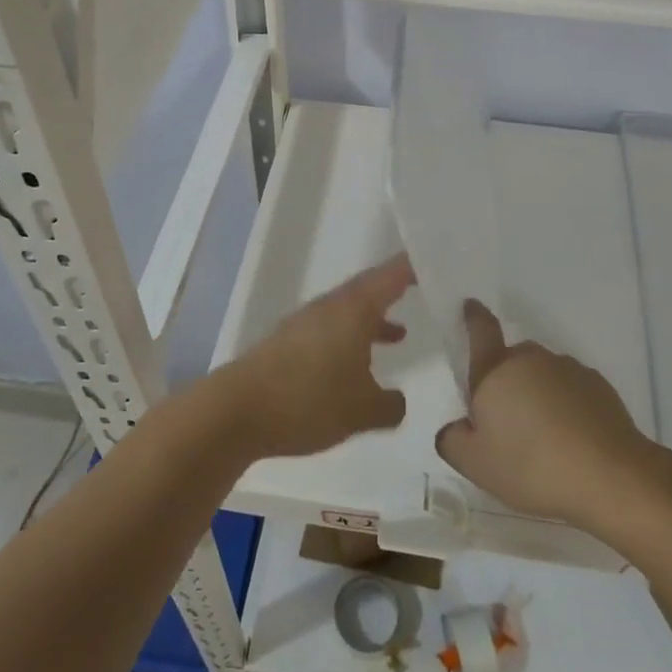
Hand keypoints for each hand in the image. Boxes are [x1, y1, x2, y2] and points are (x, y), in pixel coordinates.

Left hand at [223, 254, 412, 459]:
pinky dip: (351, 338)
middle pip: (368, 289)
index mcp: (354, 309)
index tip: (435, 260)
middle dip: (395, 290)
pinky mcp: (288, 343)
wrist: (236, 411)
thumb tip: (398, 400)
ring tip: (400, 333)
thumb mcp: (362, 411)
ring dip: (373, 319)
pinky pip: (331, 330)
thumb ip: (390, 405)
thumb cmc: (308, 400)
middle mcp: (330, 307)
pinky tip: (355, 366)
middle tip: (424, 290)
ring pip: (349, 312)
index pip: (391, 275)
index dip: (414, 267)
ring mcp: (306, 323)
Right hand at [436, 300, 651, 525]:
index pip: (481, 331)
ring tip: (544, 440)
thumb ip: (453, 440)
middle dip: (506, 381)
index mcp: (496, 370)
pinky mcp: (599, 387)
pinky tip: (572, 441)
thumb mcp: (476, 465)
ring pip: (543, 375)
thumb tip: (455, 427)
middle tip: (507, 423)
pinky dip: (567, 406)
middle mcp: (532, 359)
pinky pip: (572, 390)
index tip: (471, 306)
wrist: (611, 478)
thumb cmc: (532, 467)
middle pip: (511, 360)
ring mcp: (569, 370)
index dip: (473, 317)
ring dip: (538, 394)